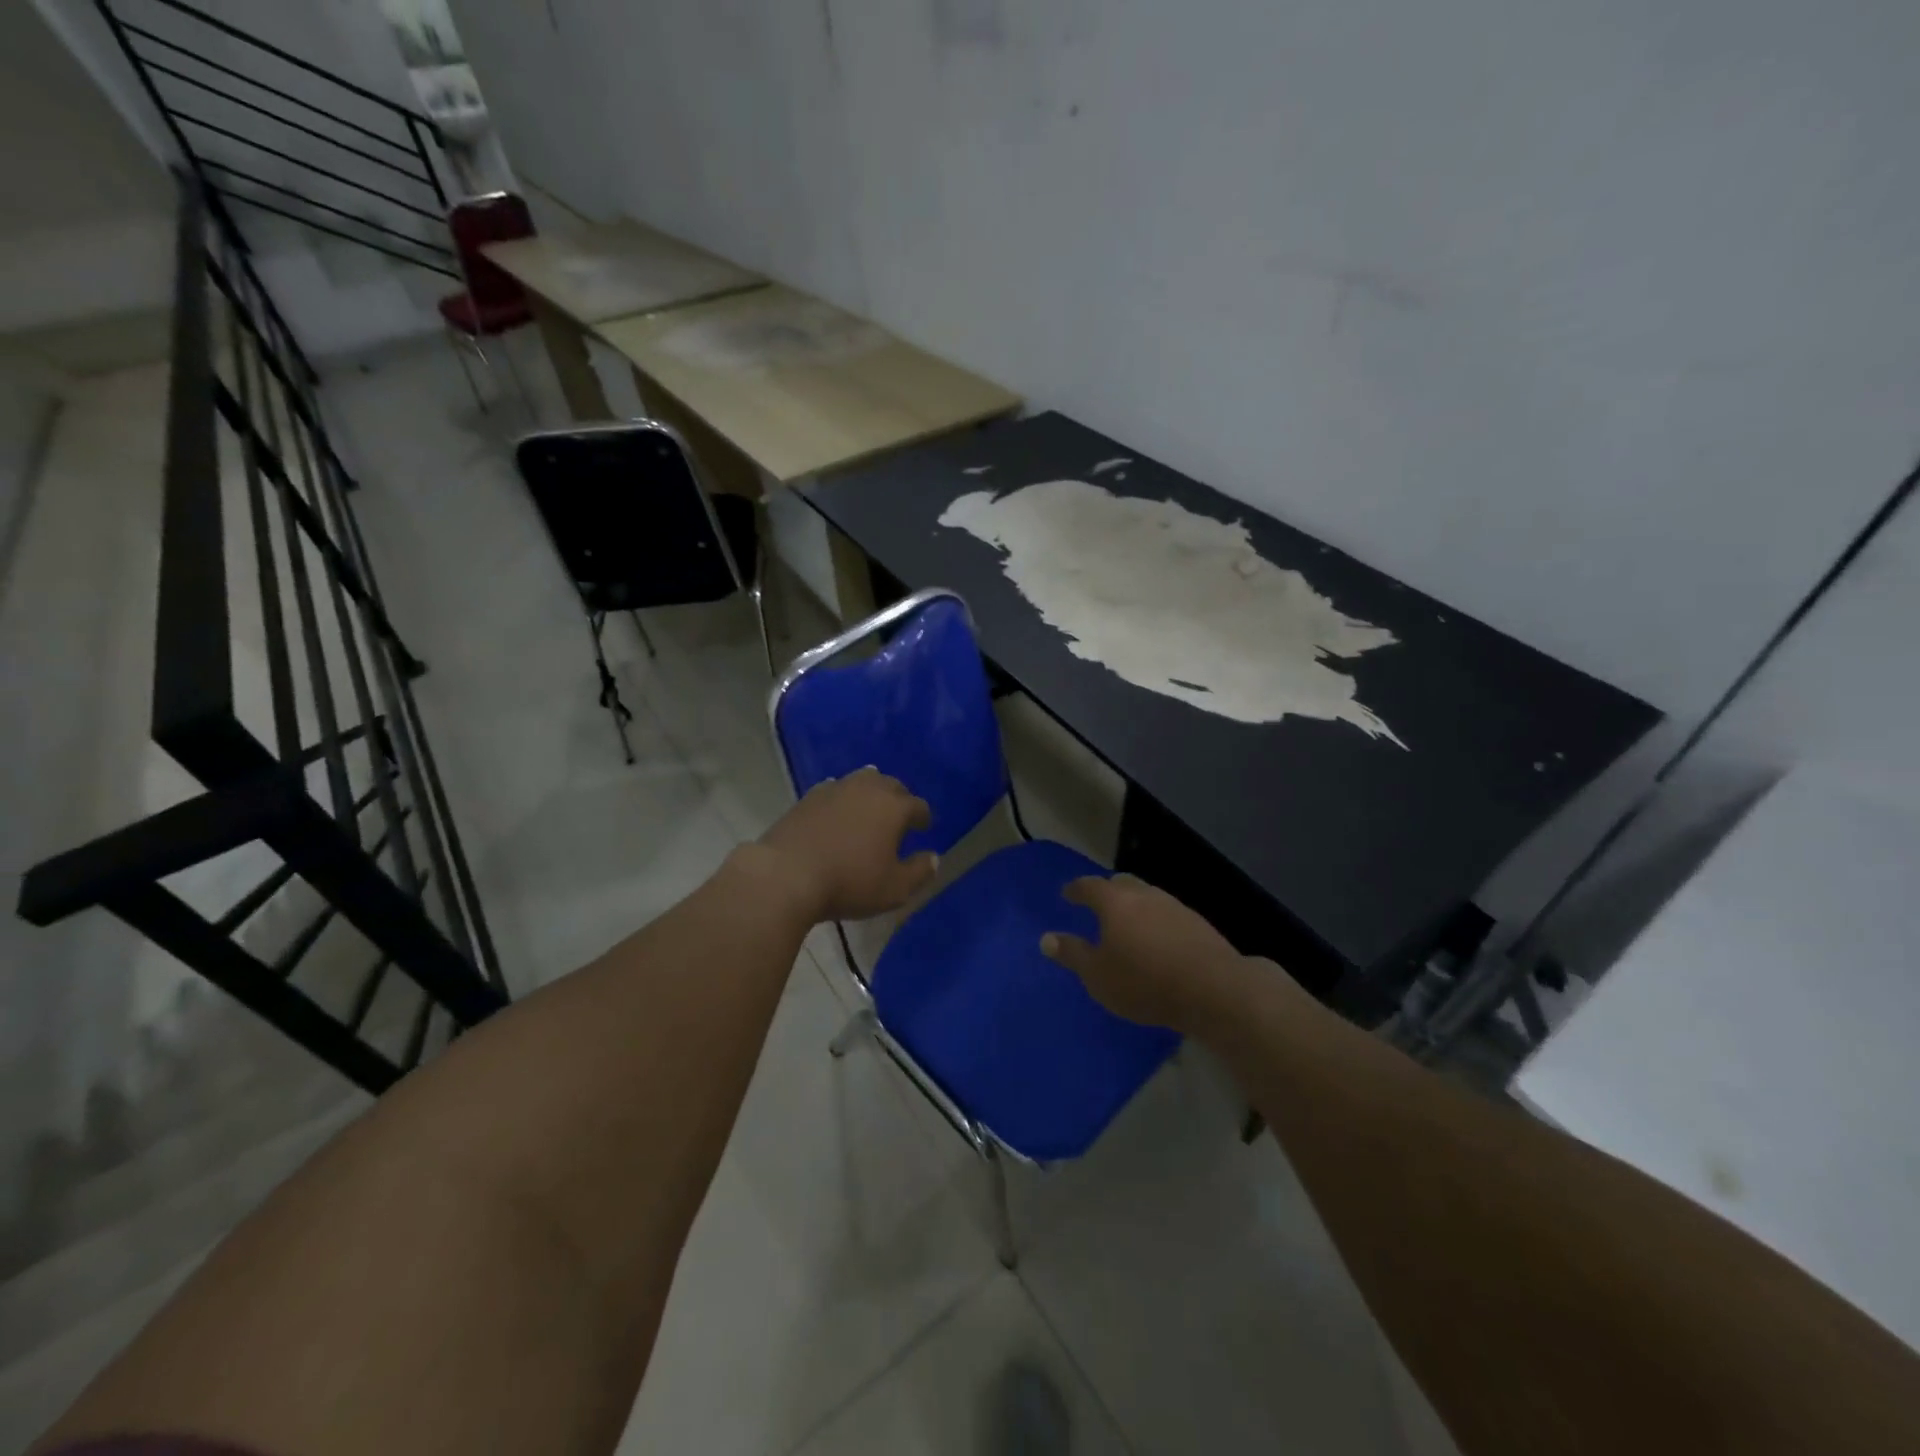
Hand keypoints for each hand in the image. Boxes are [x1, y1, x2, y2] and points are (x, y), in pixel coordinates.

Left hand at [758, 768, 938, 921]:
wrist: (786, 875)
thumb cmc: (849, 882)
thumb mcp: (894, 888)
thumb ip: (919, 872)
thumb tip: (933, 858)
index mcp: (894, 806)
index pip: (918, 805)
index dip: (923, 818)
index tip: (924, 828)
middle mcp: (868, 788)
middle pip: (891, 785)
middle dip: (899, 799)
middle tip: (899, 818)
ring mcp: (835, 789)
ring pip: (862, 782)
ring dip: (871, 793)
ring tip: (870, 810)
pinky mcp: (808, 797)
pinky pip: (835, 791)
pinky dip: (843, 800)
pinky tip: (839, 813)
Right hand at [1041, 874, 1252, 1032]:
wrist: (1213, 989)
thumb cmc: (1144, 982)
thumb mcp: (1098, 976)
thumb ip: (1072, 954)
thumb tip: (1046, 938)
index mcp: (1115, 902)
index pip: (1089, 886)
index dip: (1076, 889)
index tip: (1067, 894)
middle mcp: (1144, 895)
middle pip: (1122, 883)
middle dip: (1107, 891)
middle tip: (1098, 905)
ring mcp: (1175, 906)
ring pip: (1147, 897)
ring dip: (1134, 906)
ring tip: (1128, 925)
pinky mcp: (1198, 924)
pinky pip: (1167, 914)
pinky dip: (1155, 921)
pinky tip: (1157, 941)